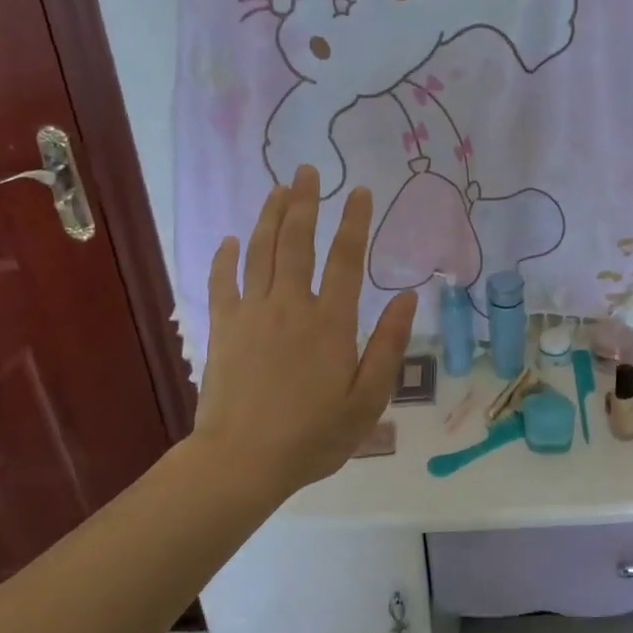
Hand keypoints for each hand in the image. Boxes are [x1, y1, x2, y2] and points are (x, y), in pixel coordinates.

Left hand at [191, 166, 416, 496]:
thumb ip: (388, 345)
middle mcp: (290, 306)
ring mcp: (252, 314)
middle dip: (306, 203)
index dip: (354, 222)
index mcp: (330, 322)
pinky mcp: (223, 329)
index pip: (346, 259)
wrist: (241, 462)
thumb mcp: (367, 399)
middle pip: (297, 242)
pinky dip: (226, 258)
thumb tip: (409, 298)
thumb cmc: (313, 435)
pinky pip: (223, 283)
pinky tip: (230, 239)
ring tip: (279, 189)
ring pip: (261, 252)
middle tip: (309, 171)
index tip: (360, 191)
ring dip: (271, 217)